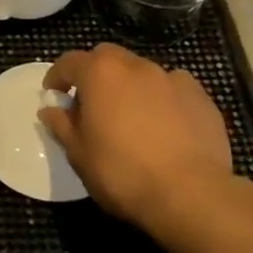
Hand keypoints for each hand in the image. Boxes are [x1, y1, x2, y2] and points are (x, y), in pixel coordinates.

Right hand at [40, 44, 252, 238]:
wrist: (190, 194)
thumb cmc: (122, 173)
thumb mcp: (79, 154)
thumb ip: (62, 125)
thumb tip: (50, 110)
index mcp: (100, 73)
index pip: (69, 61)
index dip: (57, 76)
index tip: (53, 95)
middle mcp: (136, 66)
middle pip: (107, 58)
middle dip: (95, 74)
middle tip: (91, 104)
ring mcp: (172, 79)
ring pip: (142, 72)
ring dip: (130, 86)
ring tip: (131, 118)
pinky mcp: (201, 98)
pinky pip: (173, 89)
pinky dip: (163, 99)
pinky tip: (166, 126)